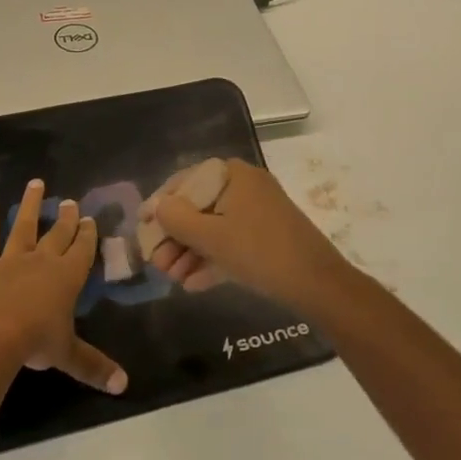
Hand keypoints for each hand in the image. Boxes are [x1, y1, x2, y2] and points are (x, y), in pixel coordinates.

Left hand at [0, 180, 126, 394]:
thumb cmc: (35, 341)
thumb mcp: (68, 355)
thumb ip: (94, 366)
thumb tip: (124, 386)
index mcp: (67, 276)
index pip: (82, 250)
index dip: (87, 234)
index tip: (89, 218)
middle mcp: (42, 260)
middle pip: (57, 234)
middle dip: (65, 217)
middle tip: (70, 201)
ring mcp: (10, 258)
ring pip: (22, 226)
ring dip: (29, 205)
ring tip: (34, 184)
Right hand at [152, 159, 355, 314]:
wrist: (317, 284)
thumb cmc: (259, 251)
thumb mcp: (211, 236)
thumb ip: (177, 219)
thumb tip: (157, 206)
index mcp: (233, 175)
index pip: (186, 181)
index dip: (162, 204)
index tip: (143, 227)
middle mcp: (245, 186)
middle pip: (199, 207)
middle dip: (175, 237)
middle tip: (157, 263)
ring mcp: (258, 212)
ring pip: (214, 228)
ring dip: (190, 252)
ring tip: (172, 278)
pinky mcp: (267, 236)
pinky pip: (231, 242)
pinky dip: (212, 260)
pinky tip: (192, 285)